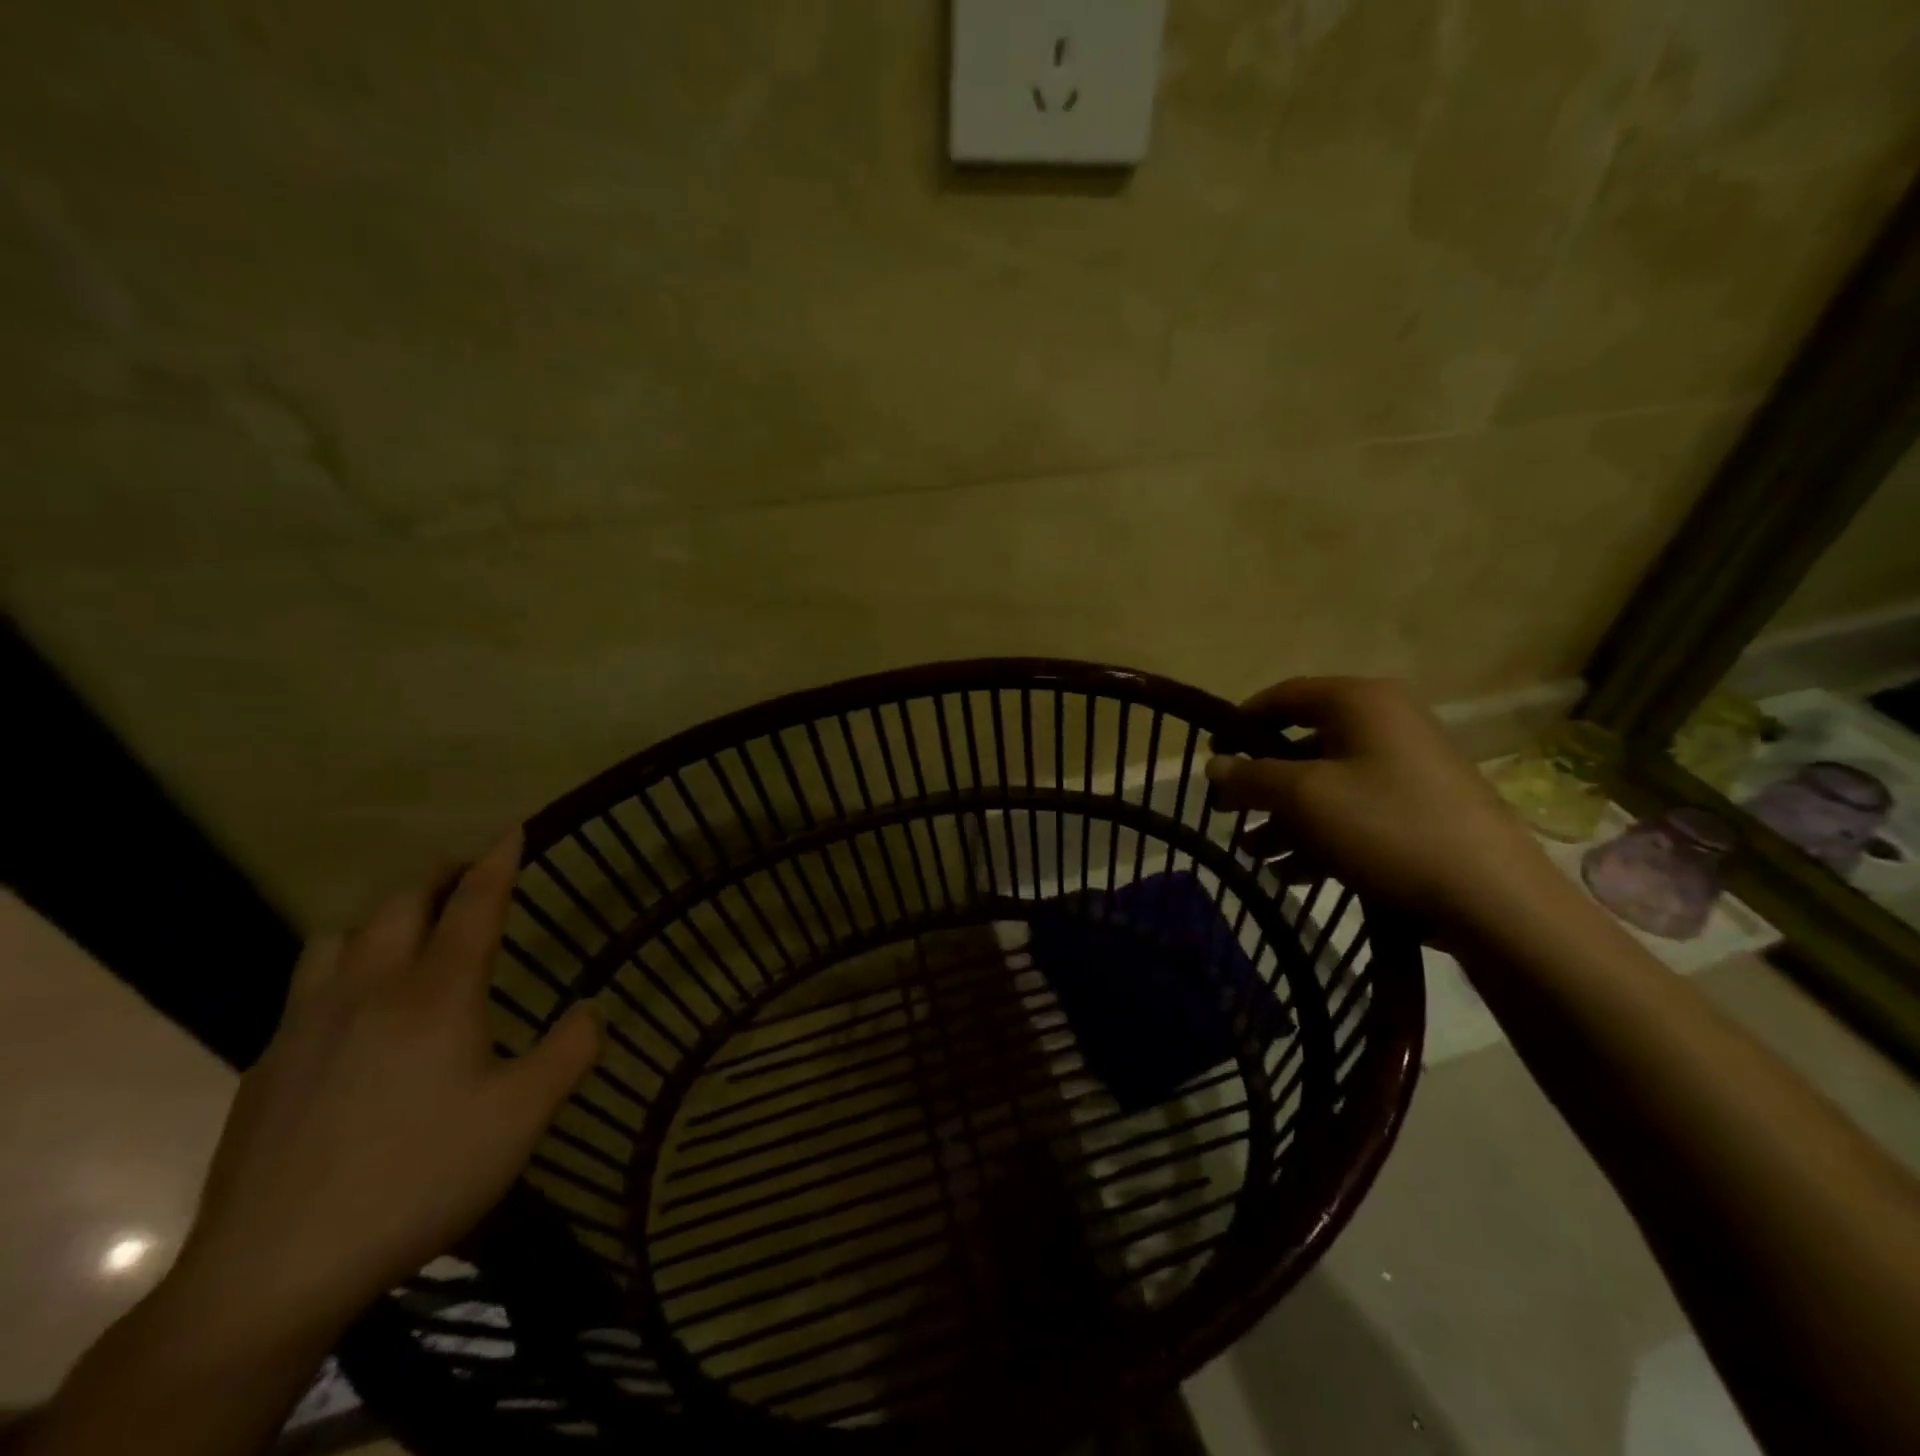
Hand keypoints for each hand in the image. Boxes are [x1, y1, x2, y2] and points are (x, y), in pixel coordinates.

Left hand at [170, 832, 599, 1341]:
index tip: (513, 829)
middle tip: (466, 873)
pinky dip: (341, 967)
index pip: (473, 904)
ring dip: (379, 917)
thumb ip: (570, 1051)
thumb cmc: (419, 1175)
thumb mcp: (523, 1116)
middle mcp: (370, 990)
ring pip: (338, 936)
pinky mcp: (268, 1065)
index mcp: (437, 994)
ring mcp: (308, 1025)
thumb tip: (593, 1007)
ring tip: (405, 932)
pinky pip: (306, 986)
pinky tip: (353, 1012)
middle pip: (400, 904)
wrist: (276, 1268)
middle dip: (438, 876)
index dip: (497, 862)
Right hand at [1205, 677, 1556, 937]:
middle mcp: (1385, 724)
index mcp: (1360, 702)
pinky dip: (1320, 834)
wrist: (1492, 897)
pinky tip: (1293, 872)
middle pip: (1303, 744)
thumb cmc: (1386, 827)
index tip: (1212, 756)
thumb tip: (1213, 766)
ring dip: (1284, 818)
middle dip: (1261, 784)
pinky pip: (1354, 810)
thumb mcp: (1304, 798)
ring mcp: (1407, 768)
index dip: (1240, 723)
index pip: (1284, 696)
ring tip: (1255, 854)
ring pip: (1326, 784)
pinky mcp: (1419, 809)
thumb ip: (1250, 776)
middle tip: (1228, 813)